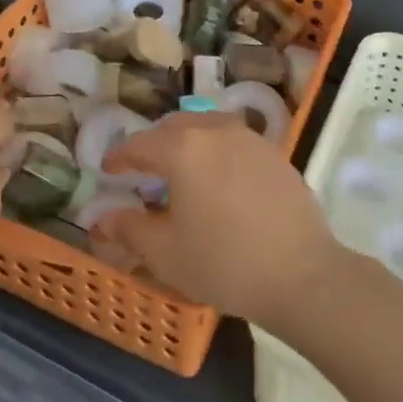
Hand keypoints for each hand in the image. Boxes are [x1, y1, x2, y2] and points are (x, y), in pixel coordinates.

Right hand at [95, 113, 340, 330]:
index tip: (108, 170)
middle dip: (154, 143)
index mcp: (182, 149)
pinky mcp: (275, 154)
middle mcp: (214, 131)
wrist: (302, 275)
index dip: (119, 156)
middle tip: (143, 169)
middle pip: (174, 126)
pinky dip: (217, 150)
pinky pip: (235, 140)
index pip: (139, 144)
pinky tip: (220, 179)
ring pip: (207, 127)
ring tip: (182, 169)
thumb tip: (100, 219)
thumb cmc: (224, 262)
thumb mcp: (166, 253)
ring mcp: (249, 139)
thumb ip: (128, 229)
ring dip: (187, 141)